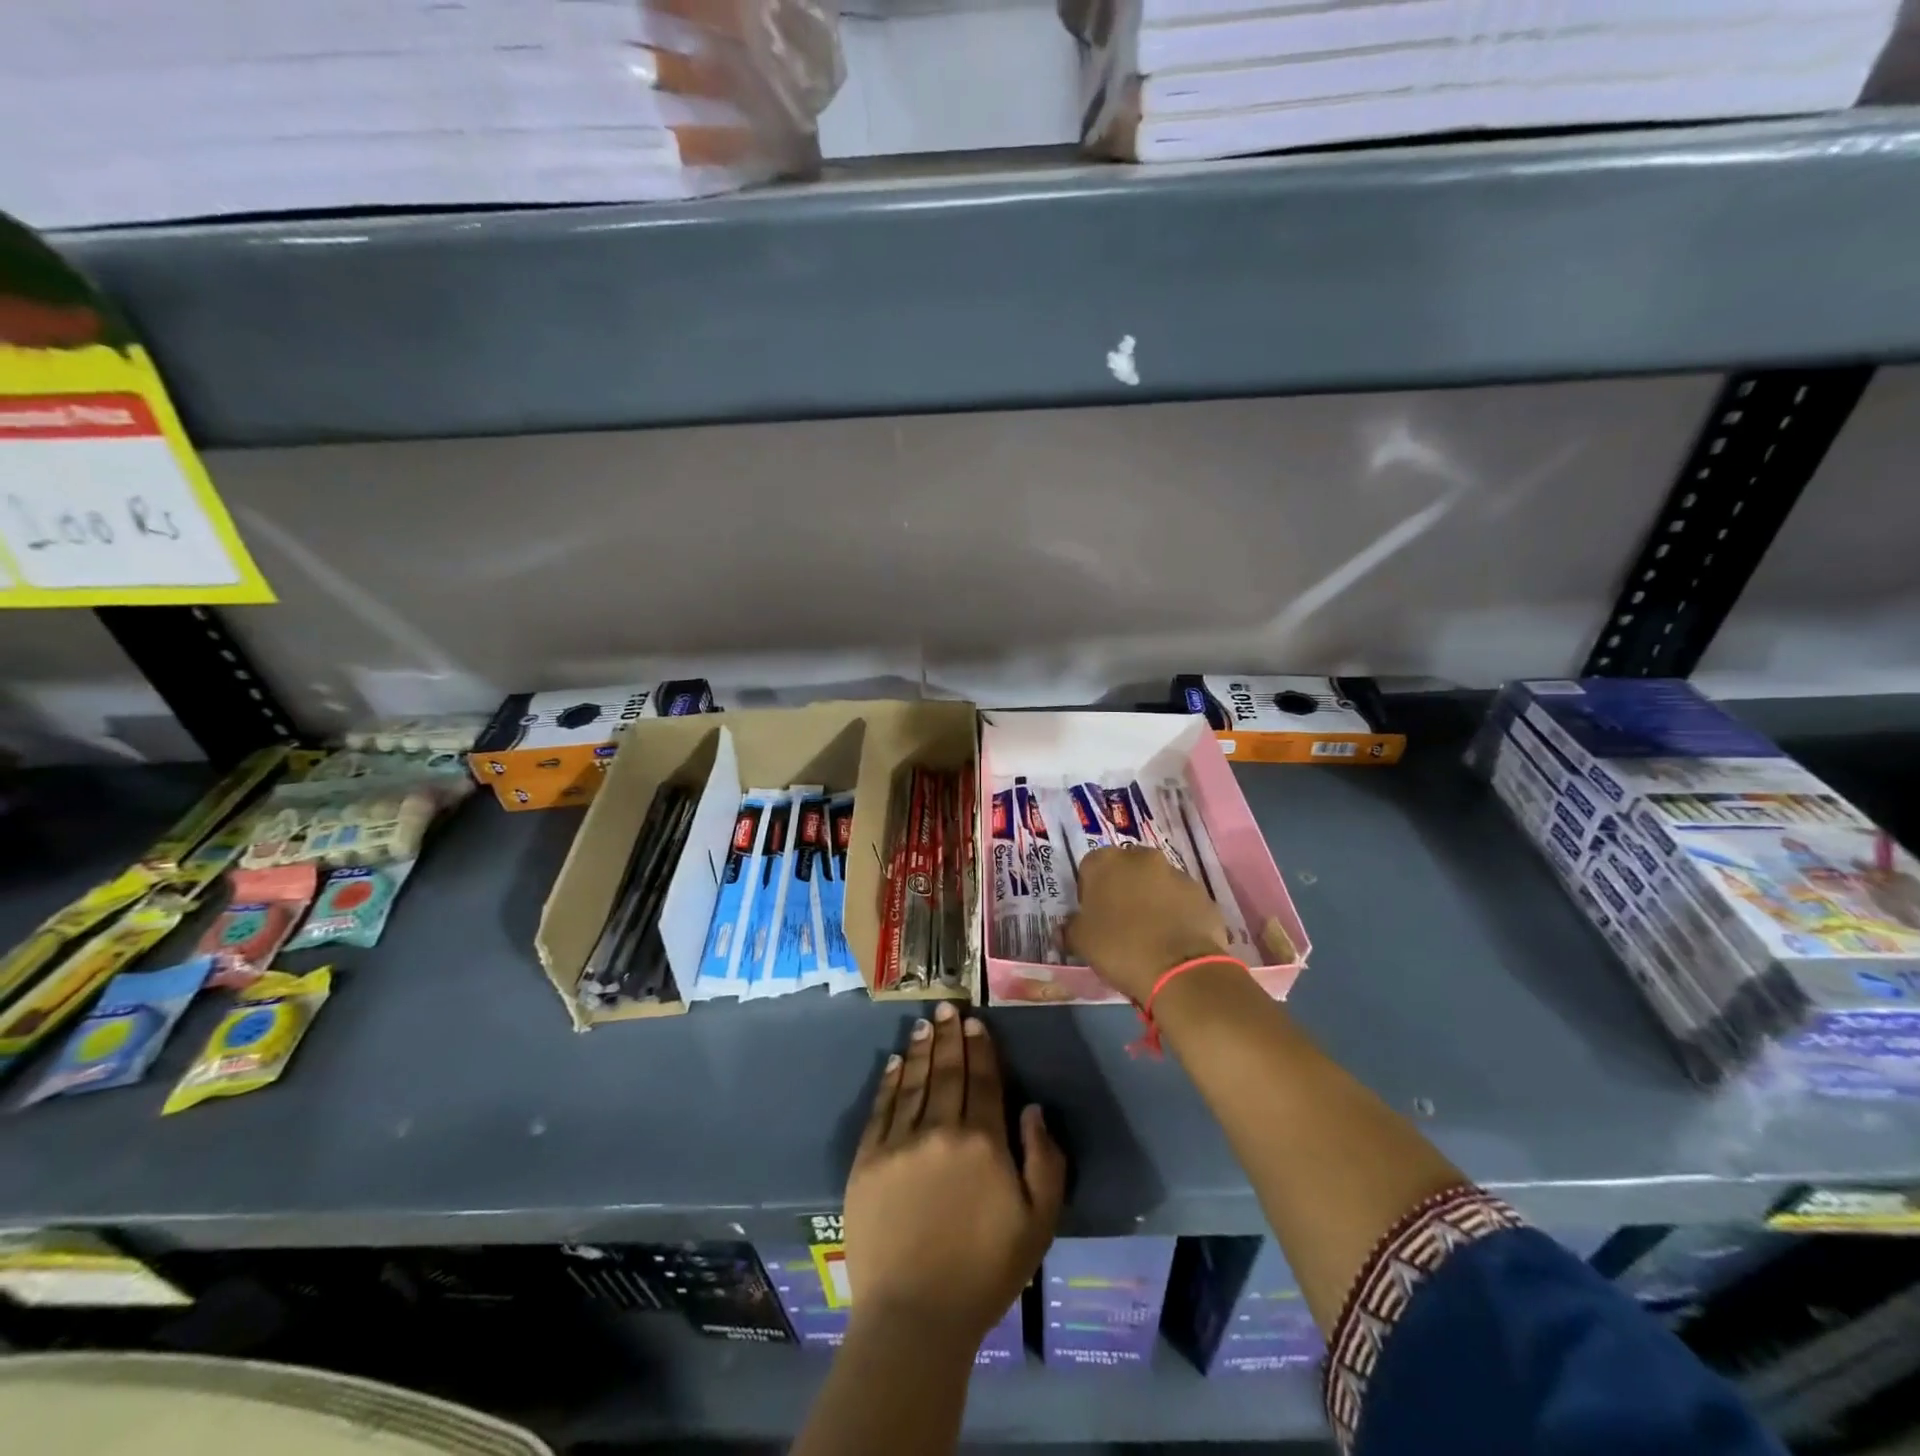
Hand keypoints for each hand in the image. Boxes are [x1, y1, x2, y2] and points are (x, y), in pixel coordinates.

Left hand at [844, 1002, 1065, 1349]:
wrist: (915, 1316)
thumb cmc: (985, 1272)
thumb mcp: (1038, 1224)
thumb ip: (1044, 1161)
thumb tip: (1032, 1109)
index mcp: (983, 1142)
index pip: (984, 1080)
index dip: (982, 1048)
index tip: (977, 1022)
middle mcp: (941, 1129)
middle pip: (948, 1071)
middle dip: (950, 1037)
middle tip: (948, 1008)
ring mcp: (900, 1142)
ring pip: (913, 1082)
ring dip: (920, 1049)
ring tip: (924, 1023)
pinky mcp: (868, 1160)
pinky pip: (881, 1109)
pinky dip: (889, 1082)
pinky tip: (894, 1062)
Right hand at [1065, 846, 1230, 1002]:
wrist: (1180, 970)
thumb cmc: (1120, 949)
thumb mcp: (1081, 942)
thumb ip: (1071, 928)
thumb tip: (1067, 928)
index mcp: (1106, 861)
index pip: (1090, 868)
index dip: (1089, 892)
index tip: (1093, 916)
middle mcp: (1141, 857)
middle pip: (1126, 869)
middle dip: (1123, 889)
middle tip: (1121, 922)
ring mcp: (1176, 873)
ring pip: (1156, 882)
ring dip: (1151, 899)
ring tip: (1151, 934)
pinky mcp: (1201, 893)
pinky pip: (1181, 900)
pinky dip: (1176, 913)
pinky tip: (1173, 940)